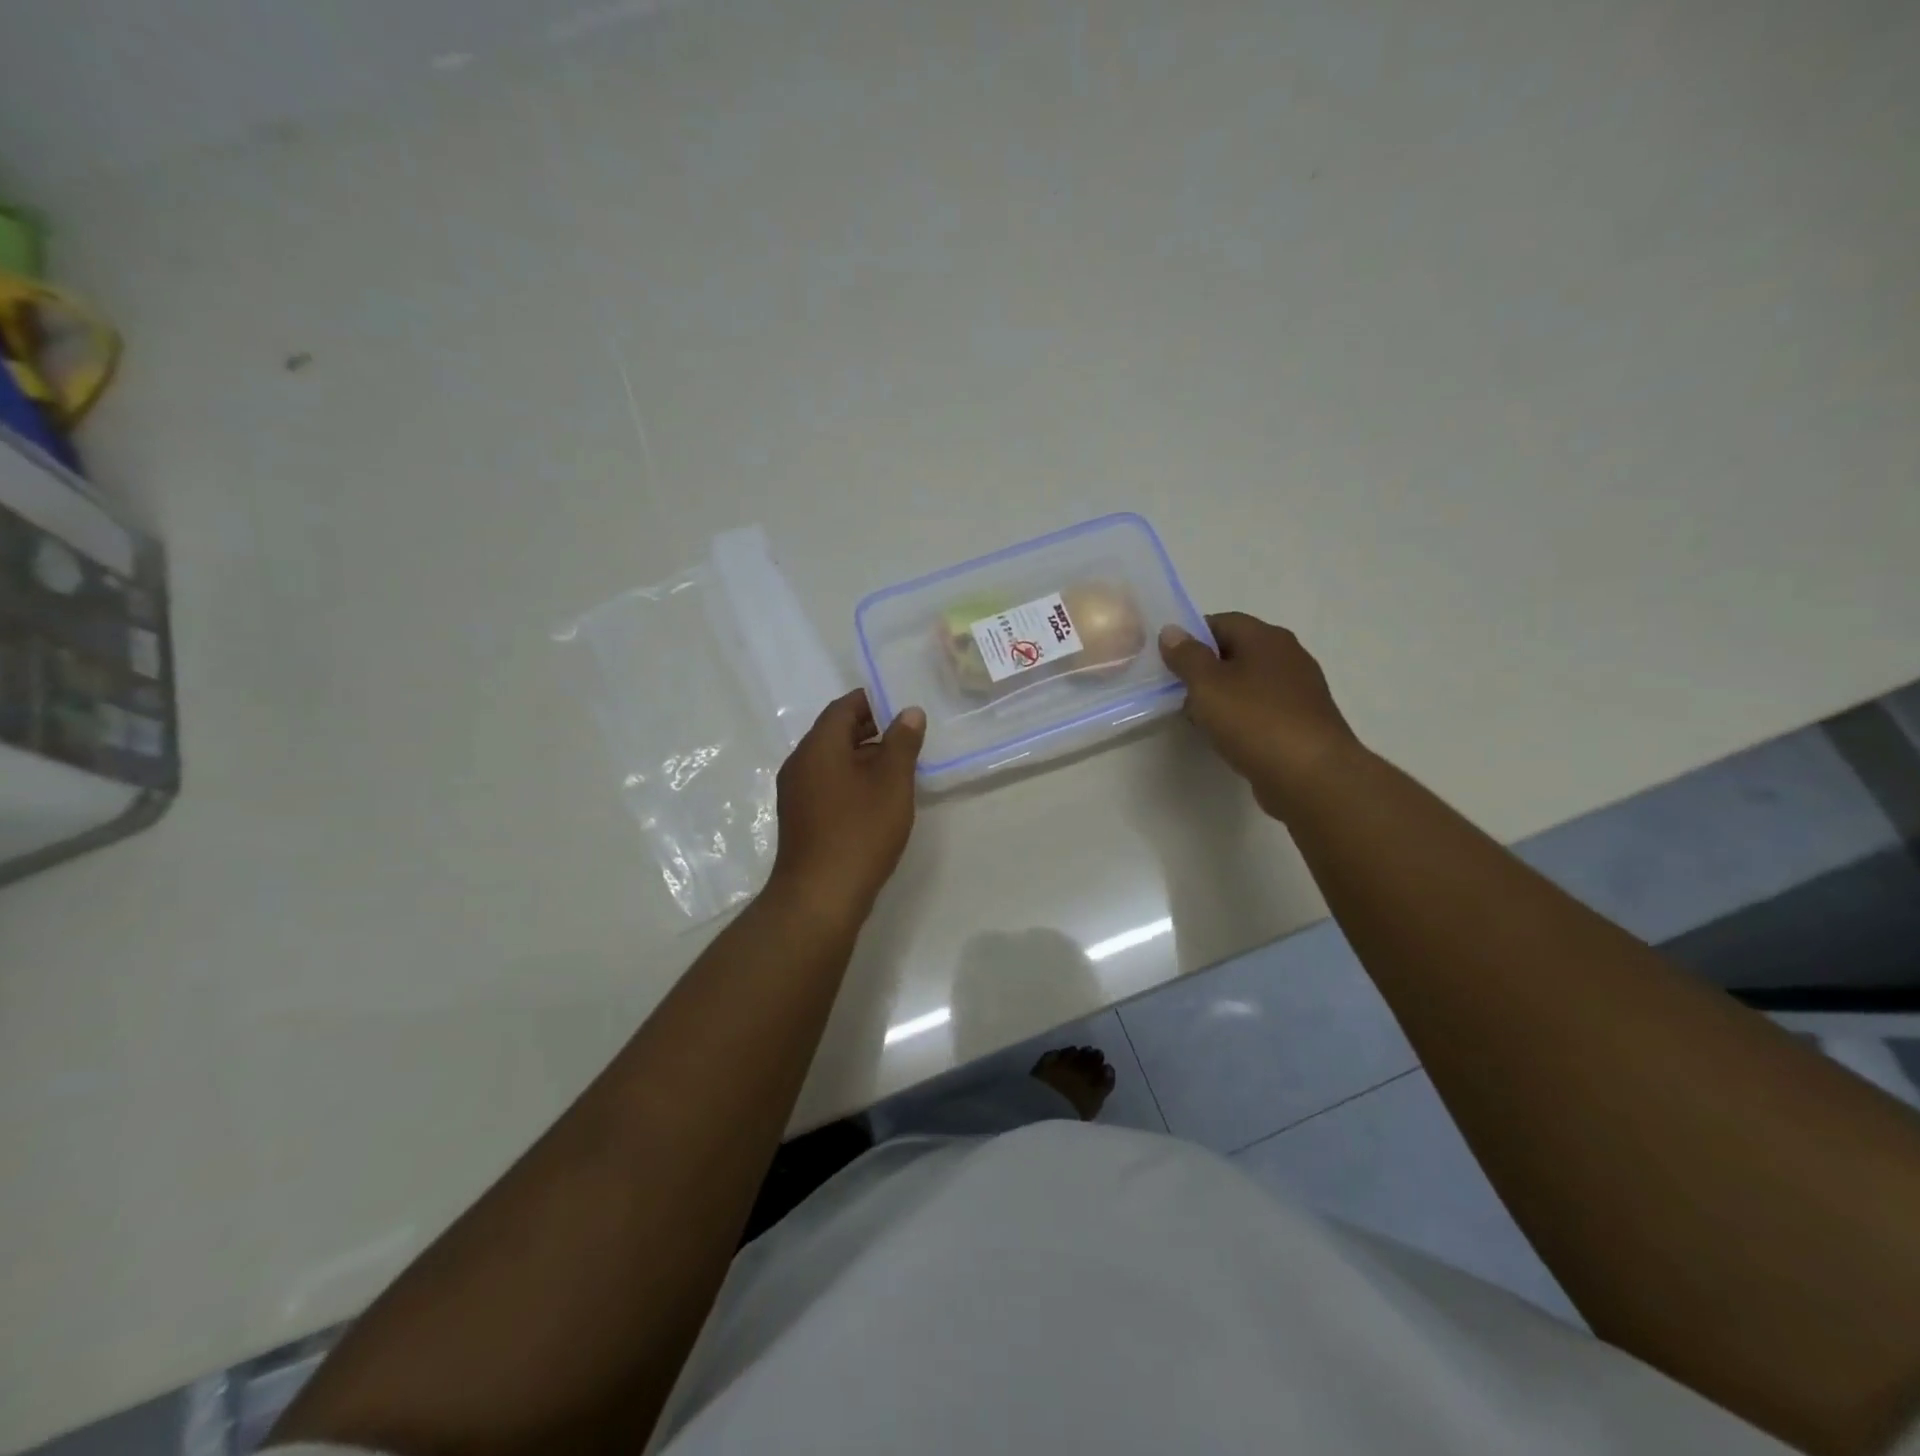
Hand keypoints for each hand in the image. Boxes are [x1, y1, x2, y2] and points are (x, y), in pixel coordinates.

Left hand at [768, 690, 925, 924]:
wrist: (820, 895)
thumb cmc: (859, 831)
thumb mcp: (892, 783)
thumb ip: (902, 743)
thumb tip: (909, 712)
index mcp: (818, 747)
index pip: (843, 708)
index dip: (871, 701)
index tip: (900, 705)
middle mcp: (800, 763)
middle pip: (834, 732)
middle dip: (869, 729)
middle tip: (906, 736)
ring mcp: (796, 792)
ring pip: (831, 760)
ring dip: (862, 757)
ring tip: (898, 768)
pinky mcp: (800, 818)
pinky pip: (826, 784)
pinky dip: (851, 779)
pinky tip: (876, 798)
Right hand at [1158, 613, 1360, 819]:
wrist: (1311, 776)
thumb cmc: (1255, 721)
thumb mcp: (1207, 685)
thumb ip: (1186, 656)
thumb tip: (1172, 630)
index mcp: (1267, 638)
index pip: (1221, 622)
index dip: (1191, 637)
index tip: (1168, 662)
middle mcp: (1288, 656)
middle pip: (1237, 652)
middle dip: (1205, 670)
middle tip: (1178, 692)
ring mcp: (1300, 690)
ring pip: (1249, 683)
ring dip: (1222, 696)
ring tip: (1198, 719)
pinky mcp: (1302, 722)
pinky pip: (1262, 709)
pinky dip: (1241, 718)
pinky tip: (1227, 737)